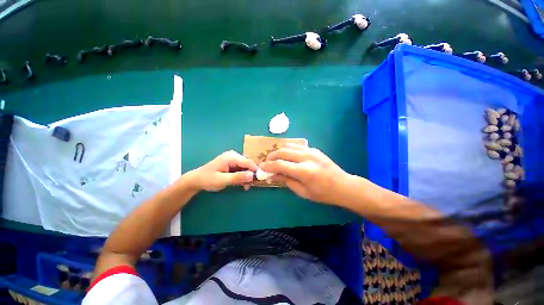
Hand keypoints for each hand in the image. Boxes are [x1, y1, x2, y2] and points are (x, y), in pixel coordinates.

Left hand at [189, 151, 257, 191]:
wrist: (196, 180)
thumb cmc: (208, 179)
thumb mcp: (222, 180)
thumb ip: (237, 177)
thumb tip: (252, 176)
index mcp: (231, 157)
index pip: (247, 162)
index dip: (255, 170)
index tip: (261, 179)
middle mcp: (233, 156)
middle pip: (247, 165)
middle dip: (250, 175)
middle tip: (250, 186)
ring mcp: (233, 160)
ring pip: (245, 168)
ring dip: (246, 177)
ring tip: (245, 187)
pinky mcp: (232, 164)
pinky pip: (241, 170)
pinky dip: (242, 177)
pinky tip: (241, 184)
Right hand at [261, 143, 350, 204]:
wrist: (343, 185)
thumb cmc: (323, 193)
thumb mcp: (302, 191)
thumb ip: (286, 181)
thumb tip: (271, 175)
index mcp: (304, 171)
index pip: (280, 164)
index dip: (268, 166)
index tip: (262, 168)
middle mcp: (306, 157)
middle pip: (282, 152)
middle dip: (271, 156)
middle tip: (266, 162)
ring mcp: (311, 151)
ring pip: (289, 146)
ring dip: (279, 151)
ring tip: (274, 158)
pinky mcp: (314, 149)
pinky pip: (297, 146)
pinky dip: (288, 149)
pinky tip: (286, 156)